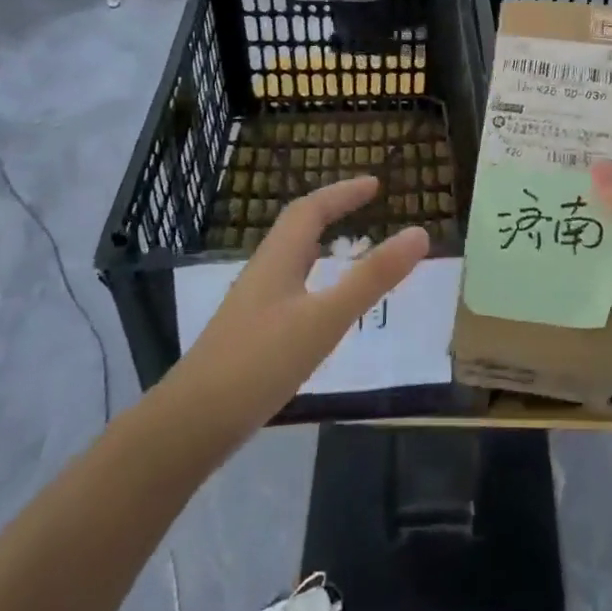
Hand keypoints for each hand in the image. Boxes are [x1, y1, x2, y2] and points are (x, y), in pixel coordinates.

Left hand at [172, 177, 427, 432]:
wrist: (192, 424)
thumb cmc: (261, 362)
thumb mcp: (325, 318)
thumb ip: (372, 278)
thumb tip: (419, 233)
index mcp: (278, 259)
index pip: (311, 209)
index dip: (343, 193)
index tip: (376, 185)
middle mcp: (263, 273)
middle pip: (298, 229)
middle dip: (332, 211)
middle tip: (367, 208)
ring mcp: (253, 305)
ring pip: (292, 260)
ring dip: (321, 244)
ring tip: (350, 247)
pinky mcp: (251, 334)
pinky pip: (289, 288)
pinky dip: (314, 279)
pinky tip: (322, 306)